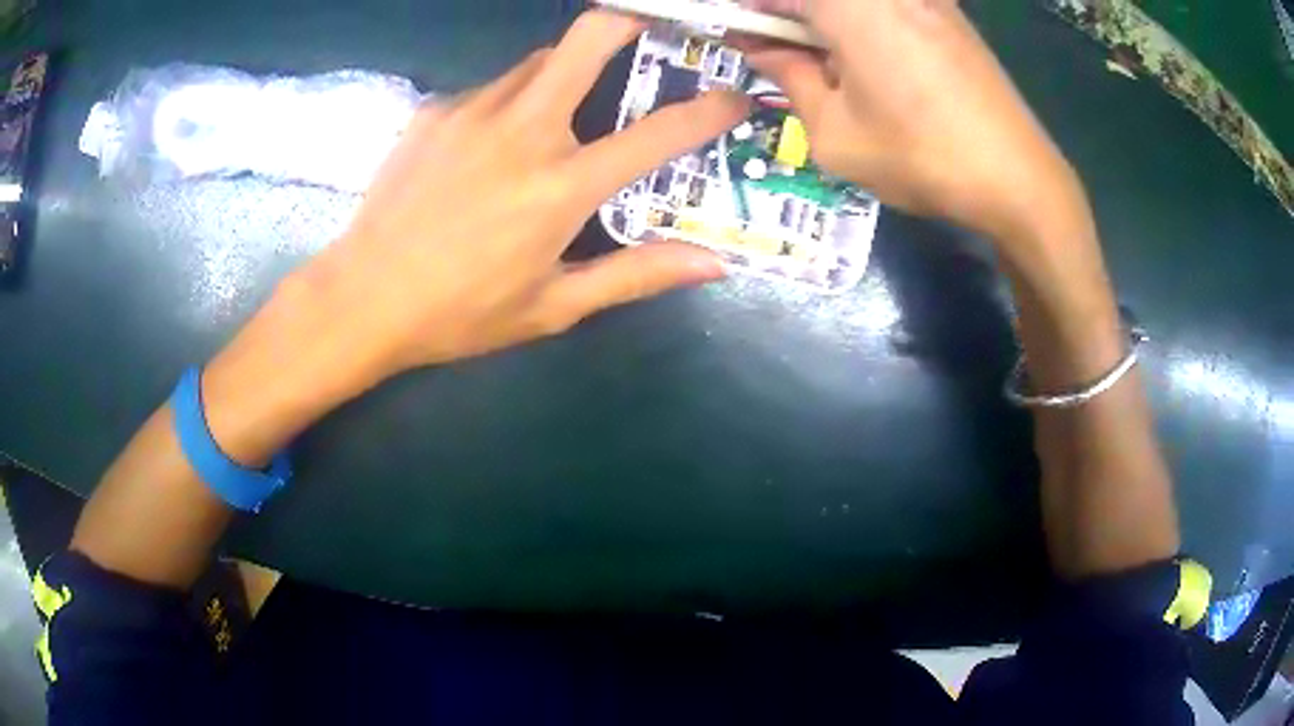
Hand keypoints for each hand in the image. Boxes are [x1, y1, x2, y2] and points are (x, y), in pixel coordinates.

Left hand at [288, 11, 748, 382]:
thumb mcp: (553, 305)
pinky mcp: (435, 110)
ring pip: (540, 61)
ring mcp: (473, 110)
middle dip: (631, 21)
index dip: (710, 110)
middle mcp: (523, 130)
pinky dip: (511, 102)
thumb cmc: (460, 312)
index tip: (734, 97)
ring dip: (567, 72)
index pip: (658, 132)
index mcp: (561, 185)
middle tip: (652, 32)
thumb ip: (636, 275)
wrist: (362, 298)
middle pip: (588, 37)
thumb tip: (712, 265)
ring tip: (565, 111)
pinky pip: (492, 88)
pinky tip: (493, 144)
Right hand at [741, 0, 1082, 239]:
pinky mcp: (951, 15)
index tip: (735, 35)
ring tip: (830, 65)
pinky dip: (864, 22)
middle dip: (790, 17)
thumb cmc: (922, 158)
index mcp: (848, 4)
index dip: (748, 11)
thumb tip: (764, 48)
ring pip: (854, 4)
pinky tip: (873, 61)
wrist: (1020, 180)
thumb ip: (790, 77)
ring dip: (828, 23)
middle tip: (784, 54)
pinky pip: (890, 7)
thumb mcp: (834, 133)